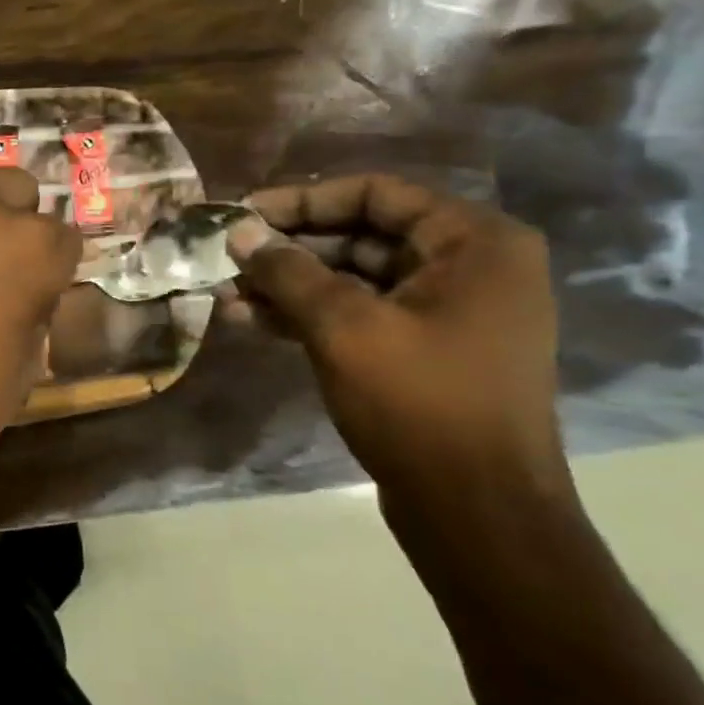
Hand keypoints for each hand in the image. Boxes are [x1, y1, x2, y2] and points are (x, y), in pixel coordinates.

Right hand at [230, 175, 569, 510]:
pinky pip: (361, 315)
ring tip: (228, 294)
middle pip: (363, 235)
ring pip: (355, 279)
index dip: (302, 200)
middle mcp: (470, 267)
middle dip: (290, 249)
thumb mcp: (344, 327)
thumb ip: (288, 272)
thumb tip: (238, 232)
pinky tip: (254, 321)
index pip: (376, 193)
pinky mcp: (424, 351)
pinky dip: (310, 316)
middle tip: (228, 258)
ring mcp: (448, 313)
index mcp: (474, 242)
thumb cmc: (419, 403)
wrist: (475, 511)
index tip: (243, 215)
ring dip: (291, 285)